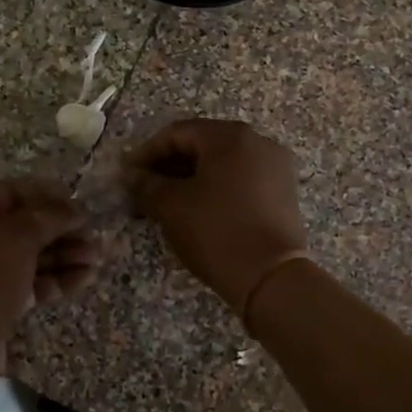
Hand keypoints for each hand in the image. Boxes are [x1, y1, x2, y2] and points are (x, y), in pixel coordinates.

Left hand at [0, 178, 101, 391]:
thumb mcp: (14, 238)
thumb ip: (48, 217)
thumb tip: (75, 209)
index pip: (10, 192)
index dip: (46, 196)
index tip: (80, 204)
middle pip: (22, 226)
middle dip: (60, 229)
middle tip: (94, 234)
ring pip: (28, 256)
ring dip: (64, 254)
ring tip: (97, 257)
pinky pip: (29, 284)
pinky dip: (55, 280)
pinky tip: (85, 278)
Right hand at [124, 119, 309, 309]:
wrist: (271, 278)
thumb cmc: (217, 232)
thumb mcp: (171, 206)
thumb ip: (146, 185)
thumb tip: (132, 176)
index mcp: (230, 137)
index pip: (177, 133)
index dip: (147, 152)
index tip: (127, 174)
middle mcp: (257, 142)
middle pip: (202, 144)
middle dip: (169, 164)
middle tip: (144, 187)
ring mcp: (275, 166)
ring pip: (222, 162)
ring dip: (191, 177)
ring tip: (167, 201)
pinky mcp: (283, 191)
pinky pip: (241, 178)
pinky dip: (216, 187)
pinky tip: (198, 208)